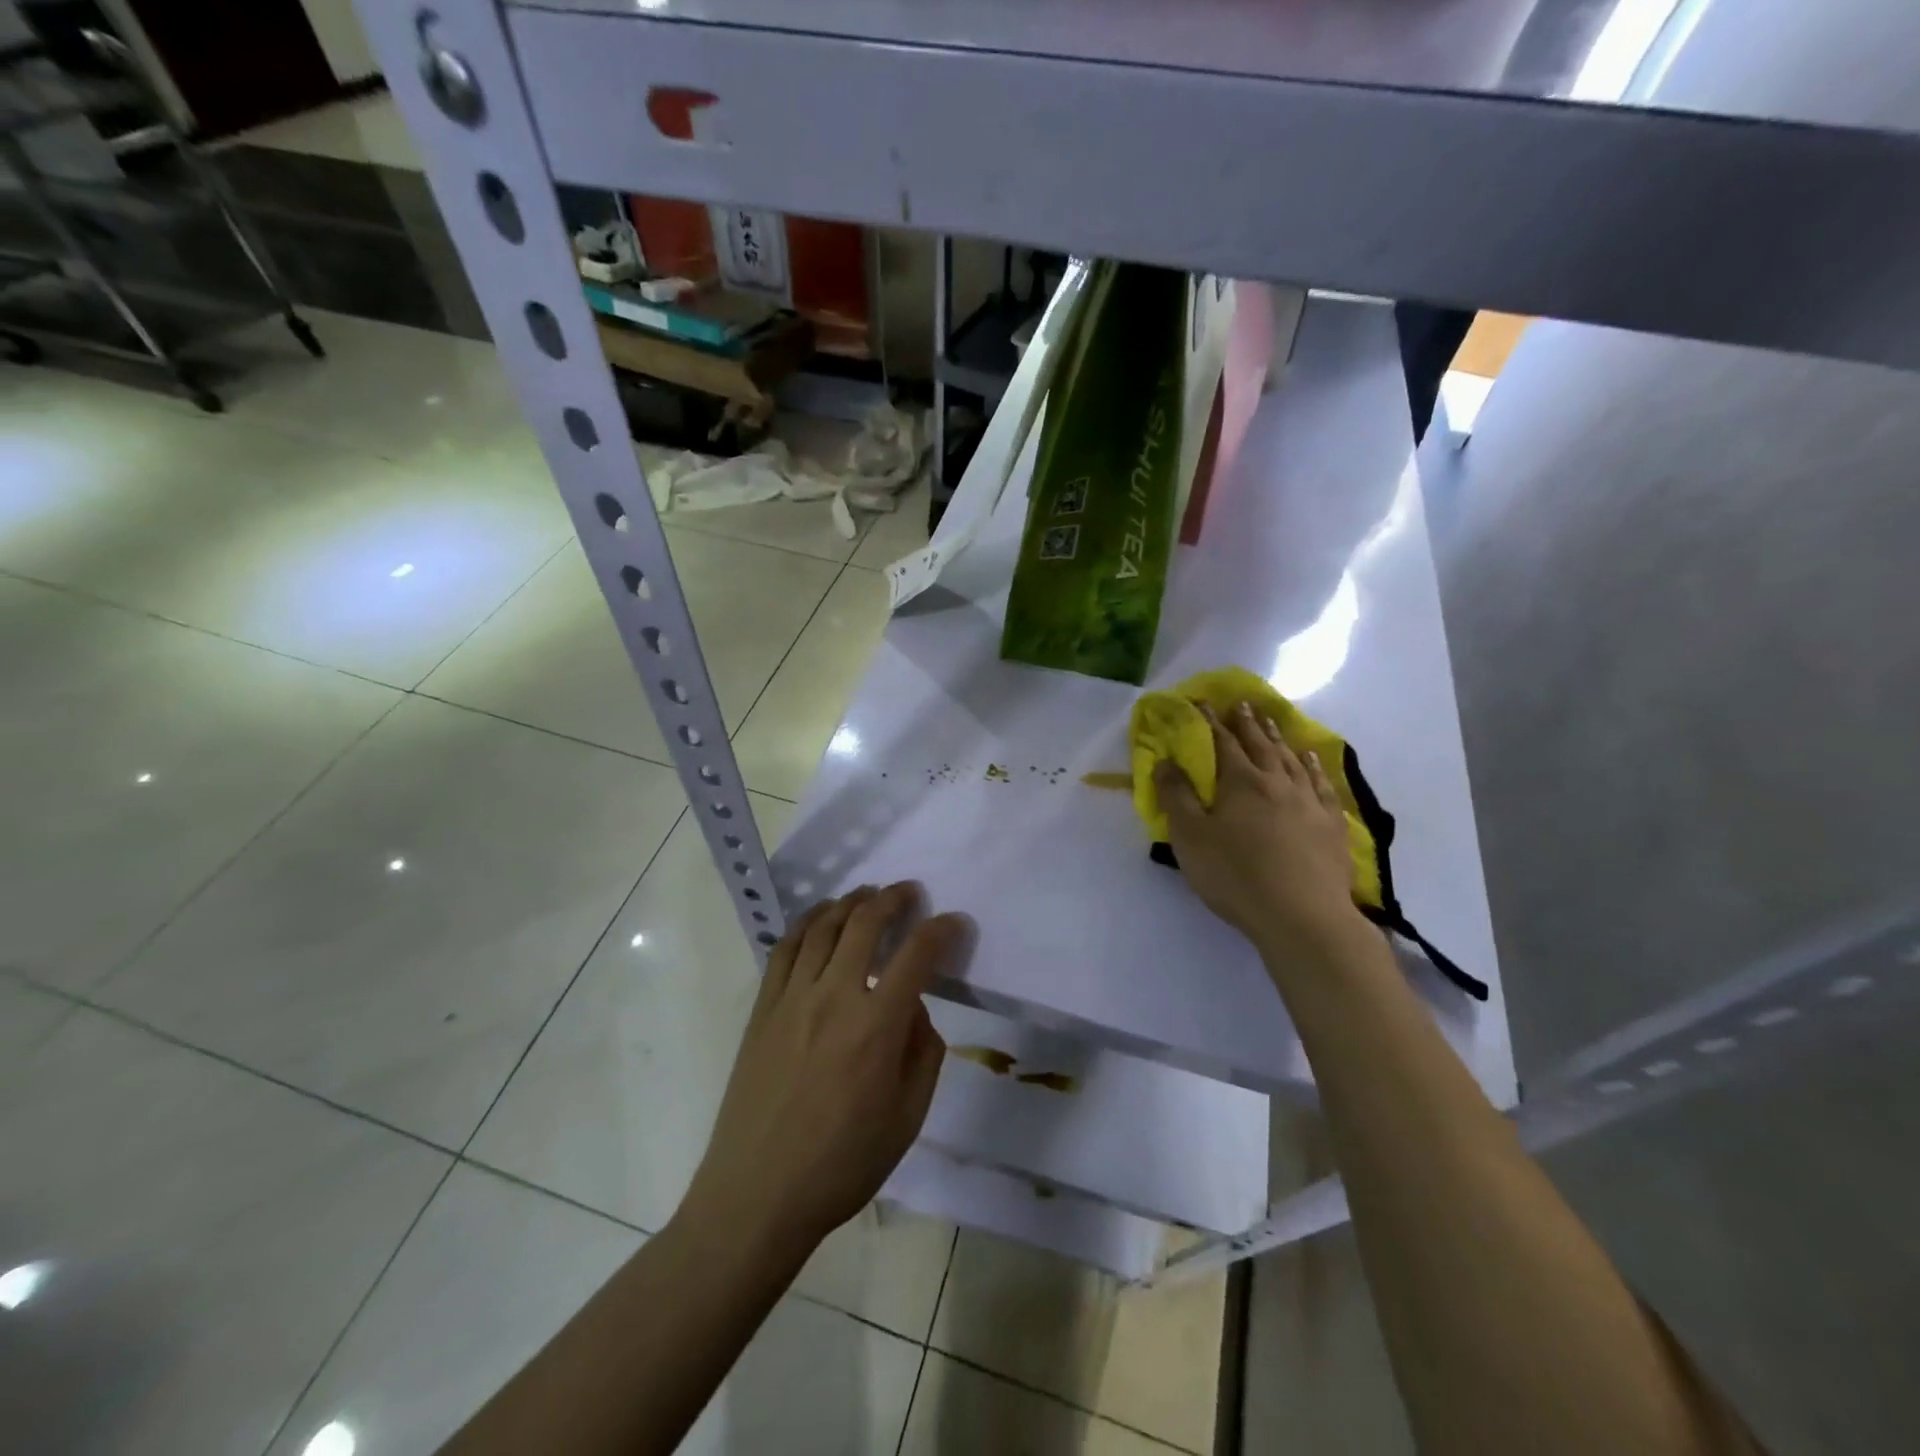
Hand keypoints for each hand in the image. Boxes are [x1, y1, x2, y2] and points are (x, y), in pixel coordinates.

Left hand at [679, 883, 967, 1262]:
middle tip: (909, 892)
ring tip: (867, 894)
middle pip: (865, 923)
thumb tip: (914, 1010)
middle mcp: (834, 997)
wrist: (757, 1195)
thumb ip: (923, 1054)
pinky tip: (819, 919)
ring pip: (823, 927)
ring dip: (850, 902)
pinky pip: (785, 949)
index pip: (917, 955)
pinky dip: (806, 923)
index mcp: (877, 1026)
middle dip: (893, 899)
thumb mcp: (907, 1119)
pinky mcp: (762, 1009)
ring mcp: (792, 998)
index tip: (955, 922)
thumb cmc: (842, 1165)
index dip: (942, 930)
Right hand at [1153, 702, 1363, 956]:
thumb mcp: (1190, 838)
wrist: (1302, 916)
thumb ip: (1176, 796)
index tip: (1205, 704)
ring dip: (1279, 738)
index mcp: (1241, 782)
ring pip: (1292, 759)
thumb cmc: (1236, 875)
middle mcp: (1277, 782)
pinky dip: (1314, 766)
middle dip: (1248, 724)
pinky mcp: (1332, 824)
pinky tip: (1311, 760)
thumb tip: (1165, 761)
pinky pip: (1322, 784)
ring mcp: (1309, 801)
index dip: (1212, 723)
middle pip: (1261, 745)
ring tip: (1272, 723)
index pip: (1224, 743)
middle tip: (1242, 705)